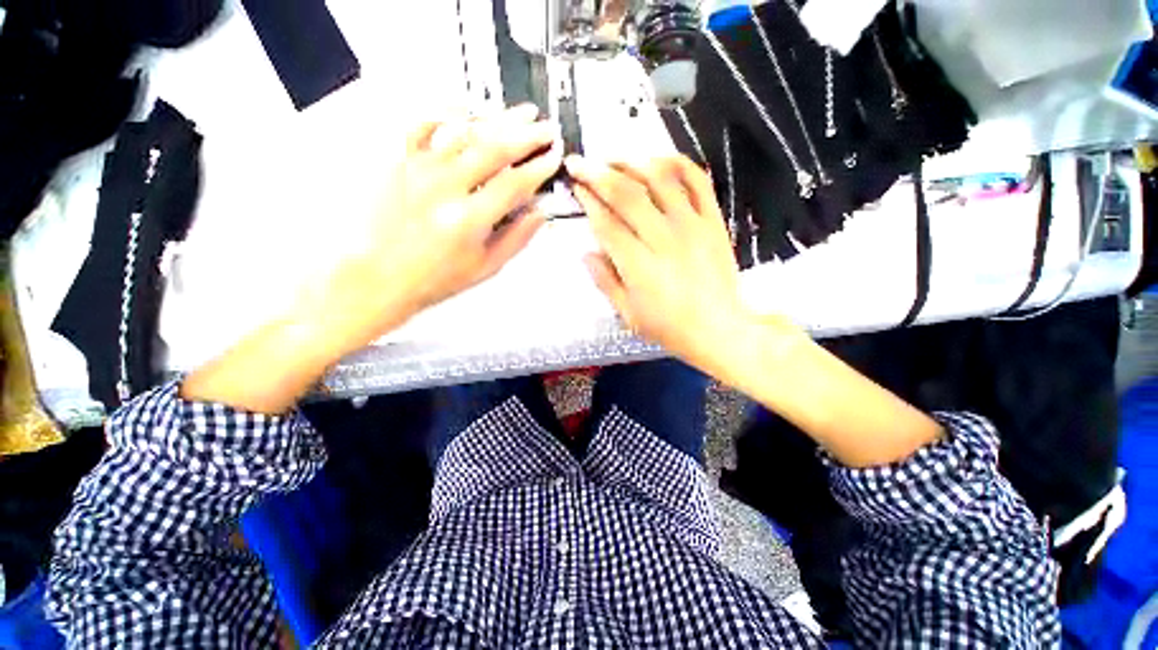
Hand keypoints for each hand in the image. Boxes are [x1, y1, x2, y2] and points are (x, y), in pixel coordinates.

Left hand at [298, 105, 563, 358]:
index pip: (515, 182)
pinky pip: (425, 126)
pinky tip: (467, 113)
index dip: (539, 167)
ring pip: (465, 131)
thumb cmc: (431, 277)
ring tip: (520, 113)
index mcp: (468, 219)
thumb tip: (539, 215)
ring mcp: (420, 171)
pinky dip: (449, 115)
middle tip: (546, 128)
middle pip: (494, 148)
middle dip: (528, 134)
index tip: (553, 158)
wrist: (379, 275)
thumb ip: (516, 238)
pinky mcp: (401, 163)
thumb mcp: (485, 267)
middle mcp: (444, 188)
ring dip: (498, 119)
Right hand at [566, 154, 786, 374]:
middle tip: (580, 162)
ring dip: (631, 162)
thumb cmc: (669, 327)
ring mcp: (691, 225)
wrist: (719, 329)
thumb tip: (586, 253)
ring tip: (612, 158)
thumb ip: (605, 282)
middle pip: (626, 194)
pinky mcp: (713, 220)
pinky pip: (697, 181)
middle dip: (598, 173)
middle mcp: (663, 238)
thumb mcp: (628, 314)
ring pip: (659, 179)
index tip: (575, 186)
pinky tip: (659, 159)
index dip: (588, 200)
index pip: (607, 222)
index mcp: (638, 265)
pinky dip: (677, 163)